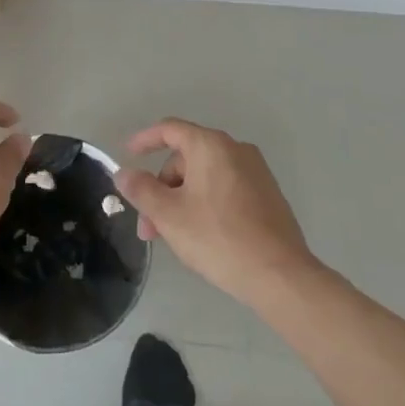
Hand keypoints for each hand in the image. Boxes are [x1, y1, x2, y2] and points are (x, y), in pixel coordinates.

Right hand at [116, 119, 318, 307]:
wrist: (280, 276)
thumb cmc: (218, 237)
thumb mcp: (168, 215)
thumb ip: (141, 189)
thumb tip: (124, 173)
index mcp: (210, 145)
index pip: (169, 129)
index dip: (144, 140)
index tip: (128, 154)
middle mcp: (235, 150)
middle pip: (186, 158)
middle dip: (162, 188)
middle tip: (149, 225)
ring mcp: (256, 173)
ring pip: (204, 177)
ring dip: (181, 200)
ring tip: (171, 237)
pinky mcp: (268, 196)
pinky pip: (225, 189)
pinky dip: (205, 203)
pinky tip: (201, 235)